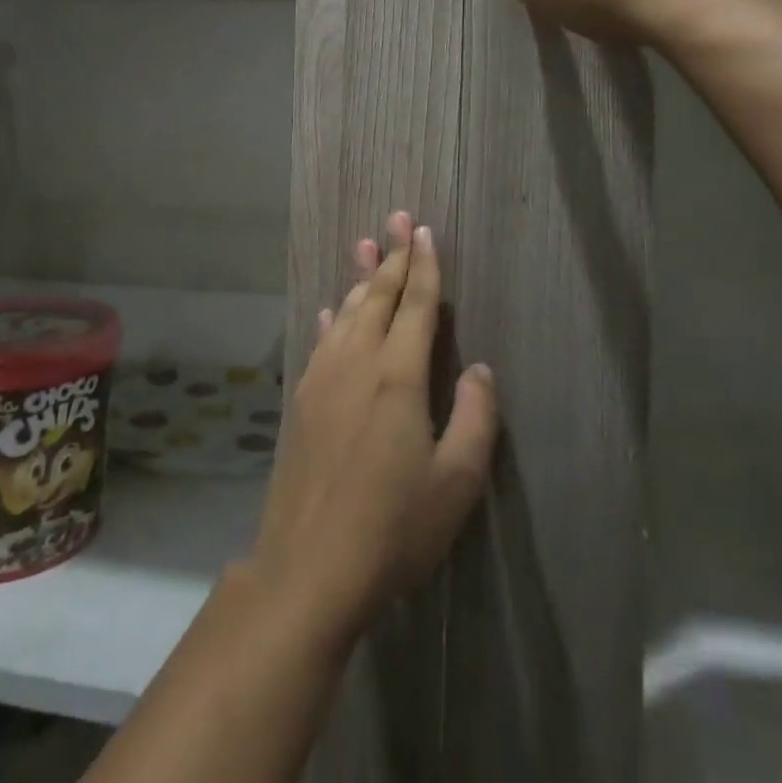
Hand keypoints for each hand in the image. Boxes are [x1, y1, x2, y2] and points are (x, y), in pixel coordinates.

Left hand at [248, 213, 497, 643]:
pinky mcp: (303, 398)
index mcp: (398, 374)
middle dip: (391, 255)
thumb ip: (474, 417)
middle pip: (377, 295)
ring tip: (365, 245)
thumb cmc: (393, 526)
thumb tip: (478, 368)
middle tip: (396, 217)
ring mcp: (323, 377)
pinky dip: (331, 318)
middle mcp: (357, 360)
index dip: (423, 266)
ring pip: (346, 311)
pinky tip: (331, 309)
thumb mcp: (456, 481)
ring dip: (360, 277)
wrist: (310, 565)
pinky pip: (322, 340)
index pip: (415, 304)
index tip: (424, 231)